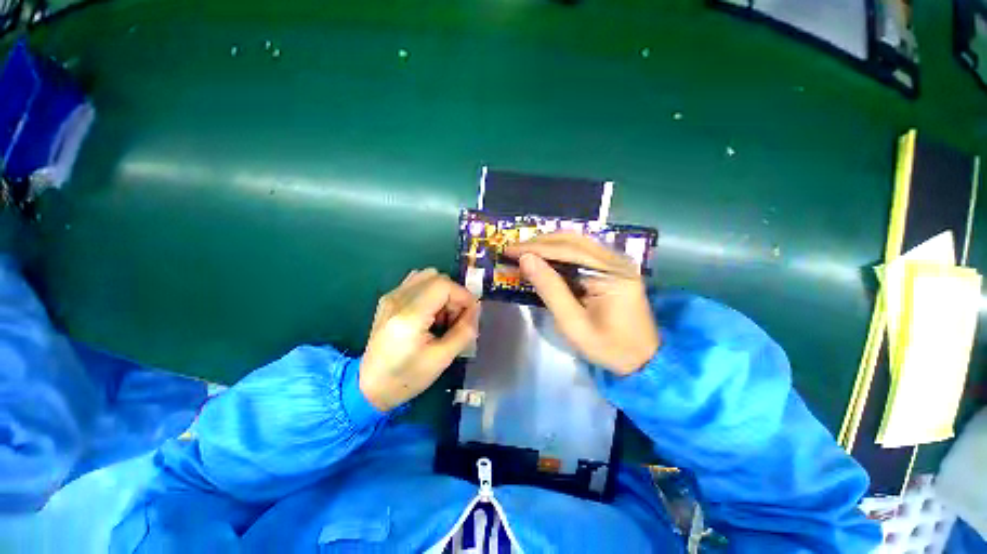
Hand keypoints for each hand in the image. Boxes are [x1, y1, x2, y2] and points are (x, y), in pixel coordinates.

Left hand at [360, 268, 479, 410]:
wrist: (370, 386)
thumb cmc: (407, 377)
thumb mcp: (442, 359)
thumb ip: (464, 331)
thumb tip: (476, 309)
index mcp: (410, 316)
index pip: (444, 285)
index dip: (463, 295)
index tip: (470, 314)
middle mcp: (397, 299)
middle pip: (437, 277)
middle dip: (454, 295)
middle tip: (456, 318)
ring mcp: (391, 297)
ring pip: (427, 276)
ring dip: (442, 292)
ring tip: (442, 316)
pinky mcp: (389, 299)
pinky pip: (416, 283)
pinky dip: (430, 292)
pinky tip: (429, 313)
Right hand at [505, 233, 659, 375]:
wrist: (642, 358)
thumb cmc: (608, 347)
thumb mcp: (573, 324)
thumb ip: (550, 289)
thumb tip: (526, 260)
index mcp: (612, 274)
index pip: (568, 251)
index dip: (535, 248)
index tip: (510, 250)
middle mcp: (616, 259)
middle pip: (573, 240)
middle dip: (540, 243)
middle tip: (514, 250)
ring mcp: (616, 261)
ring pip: (577, 241)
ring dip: (548, 245)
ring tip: (525, 252)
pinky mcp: (612, 267)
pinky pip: (582, 251)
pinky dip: (559, 252)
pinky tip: (544, 258)